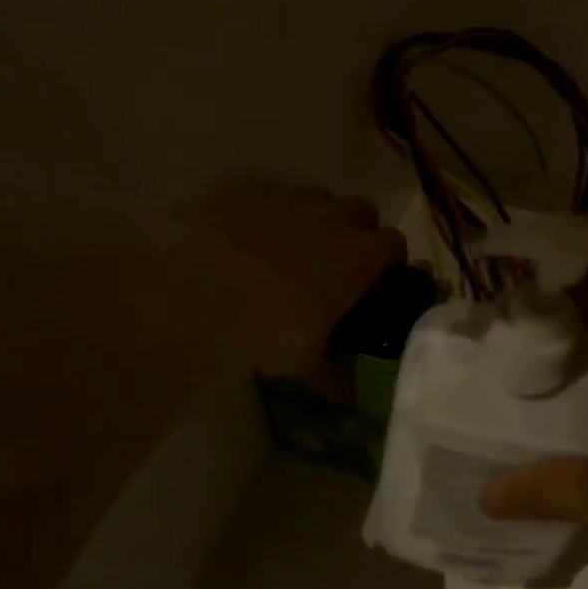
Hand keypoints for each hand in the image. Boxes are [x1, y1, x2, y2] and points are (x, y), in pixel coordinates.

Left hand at [185, 184, 406, 377]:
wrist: (191, 290)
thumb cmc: (265, 328)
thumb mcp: (305, 362)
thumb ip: (335, 375)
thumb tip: (351, 397)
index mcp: (360, 257)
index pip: (396, 244)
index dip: (391, 261)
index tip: (379, 280)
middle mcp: (333, 218)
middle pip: (364, 211)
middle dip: (358, 230)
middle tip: (339, 262)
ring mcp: (290, 198)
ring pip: (320, 197)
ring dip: (318, 217)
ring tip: (295, 247)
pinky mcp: (249, 190)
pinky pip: (275, 194)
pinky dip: (274, 212)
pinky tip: (252, 237)